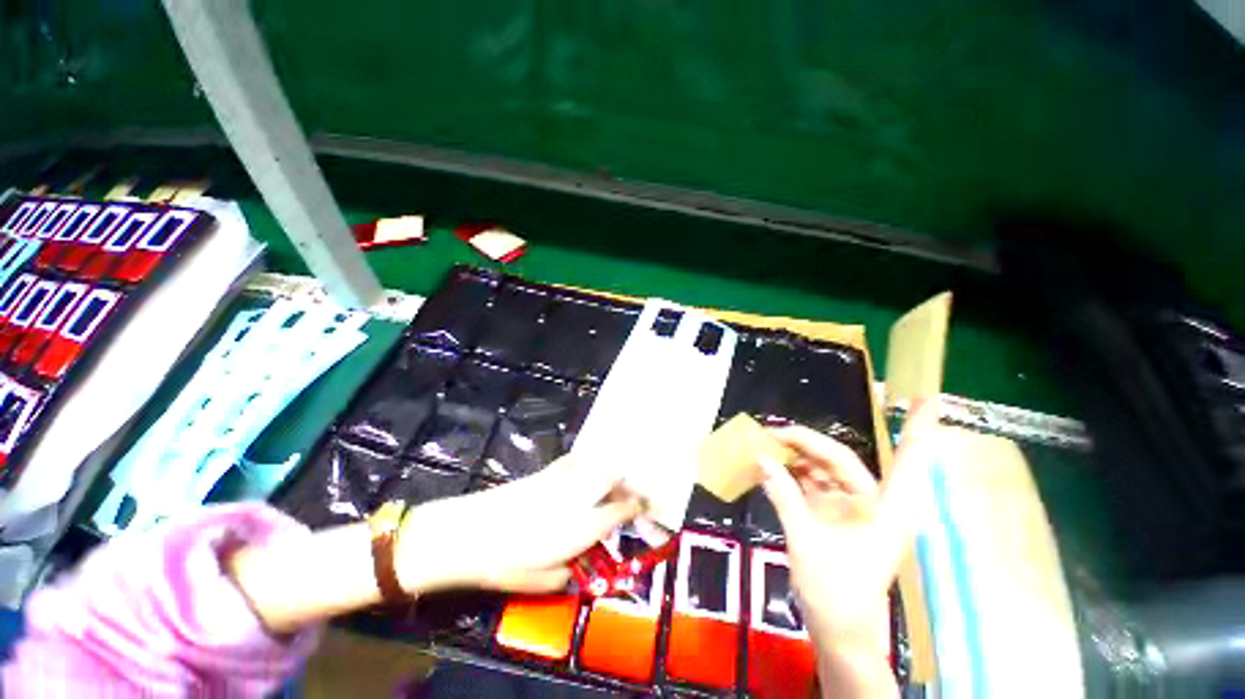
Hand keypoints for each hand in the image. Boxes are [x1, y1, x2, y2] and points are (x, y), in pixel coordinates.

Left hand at [396, 455, 643, 594]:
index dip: (638, 506)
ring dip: (610, 470)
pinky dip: (586, 462)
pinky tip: (585, 466)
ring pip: (597, 465)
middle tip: (635, 490)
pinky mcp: (545, 472)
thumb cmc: (507, 563)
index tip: (646, 506)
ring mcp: (562, 480)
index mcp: (584, 525)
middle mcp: (579, 496)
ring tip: (615, 477)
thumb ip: (570, 571)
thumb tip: (579, 562)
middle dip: (629, 482)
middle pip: (614, 479)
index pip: (621, 510)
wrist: (470, 533)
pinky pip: (574, 460)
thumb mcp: (544, 581)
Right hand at [760, 400, 940, 693]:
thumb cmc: (836, 597)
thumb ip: (785, 497)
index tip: (929, 396)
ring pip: (824, 470)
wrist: (839, 635)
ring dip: (796, 457)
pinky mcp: (834, 516)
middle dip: (807, 442)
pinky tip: (771, 467)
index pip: (908, 461)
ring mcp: (852, 510)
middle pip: (841, 459)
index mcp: (885, 510)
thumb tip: (762, 459)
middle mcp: (872, 503)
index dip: (919, 428)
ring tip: (765, 445)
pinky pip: (813, 484)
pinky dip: (793, 474)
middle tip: (772, 431)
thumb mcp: (806, 544)